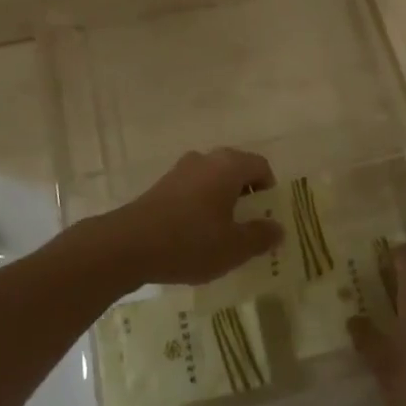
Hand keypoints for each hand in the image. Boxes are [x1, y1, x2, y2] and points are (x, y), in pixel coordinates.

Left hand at [82, 149, 280, 287]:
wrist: (129, 245)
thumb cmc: (190, 242)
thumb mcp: (234, 247)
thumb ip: (260, 236)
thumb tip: (277, 228)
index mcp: (229, 165)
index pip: (261, 166)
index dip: (269, 191)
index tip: (266, 219)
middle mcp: (206, 159)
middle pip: (236, 171)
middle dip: (246, 198)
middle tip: (247, 229)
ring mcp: (181, 170)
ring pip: (213, 181)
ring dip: (222, 203)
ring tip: (221, 236)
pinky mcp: (162, 186)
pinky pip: (193, 191)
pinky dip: (201, 207)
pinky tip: (194, 237)